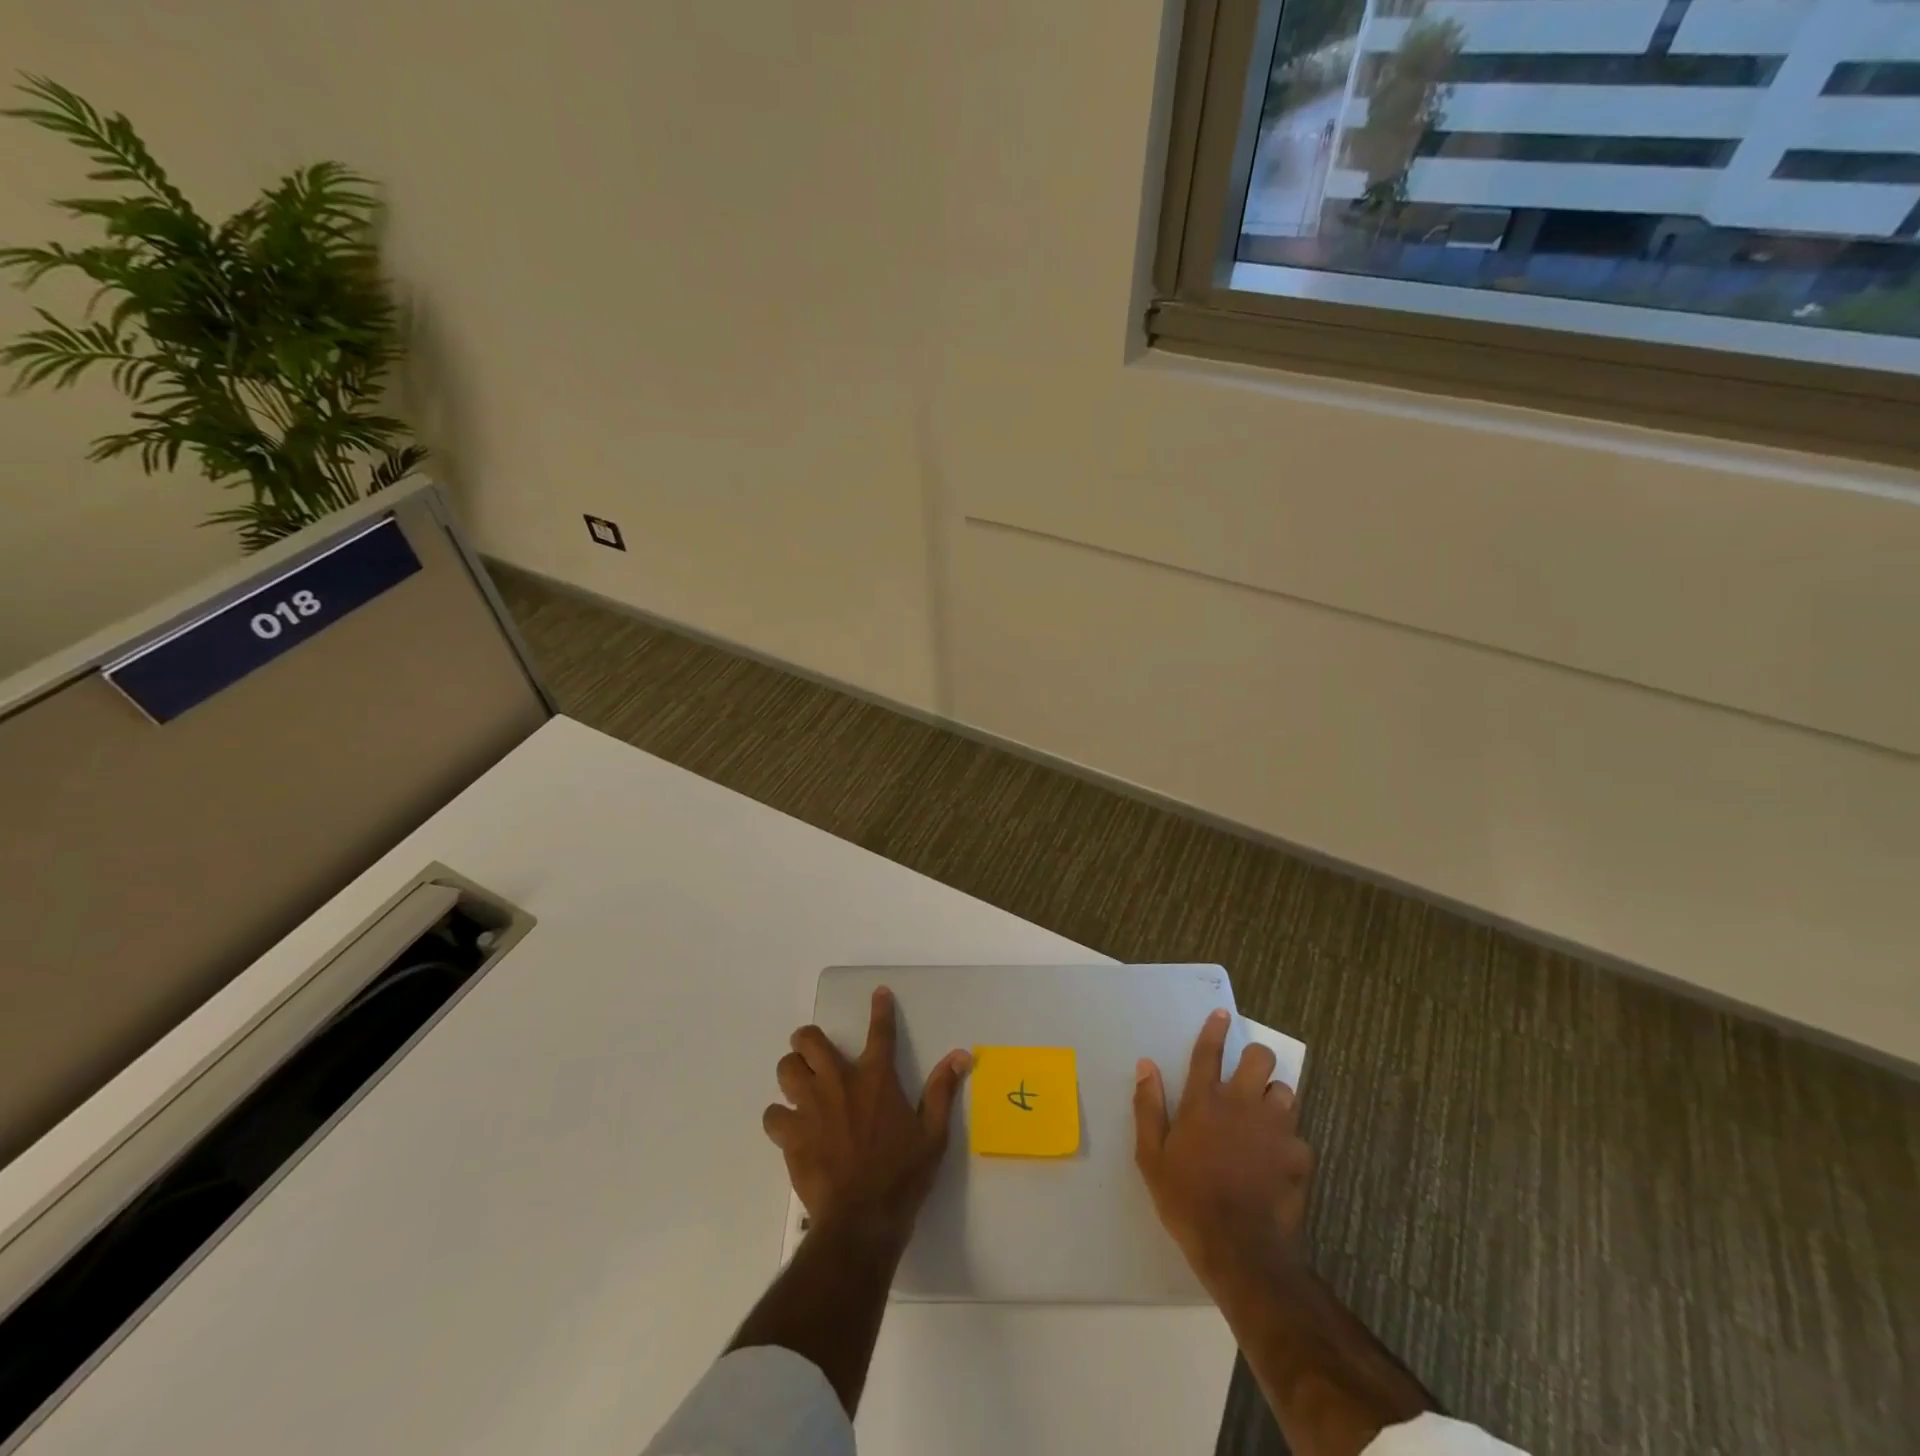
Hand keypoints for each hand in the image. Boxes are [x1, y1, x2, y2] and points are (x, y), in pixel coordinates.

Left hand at [763, 987, 971, 1246]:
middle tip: (814, 1052)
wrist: (861, 1220)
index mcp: (876, 1078)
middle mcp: (839, 1082)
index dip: (880, 1008)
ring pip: (786, 1069)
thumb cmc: (902, 1176)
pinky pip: (773, 1114)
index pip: (880, 1032)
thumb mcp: (933, 1134)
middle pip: (809, 1040)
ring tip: (799, 1086)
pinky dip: (780, 1118)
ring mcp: (811, 1107)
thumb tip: (961, 1055)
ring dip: (792, 1073)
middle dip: (808, 1040)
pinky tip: (790, 1128)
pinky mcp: (791, 1134)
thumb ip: (942, 1091)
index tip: (878, 992)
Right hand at [1134, 1009, 1313, 1290]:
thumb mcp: (1152, 1156)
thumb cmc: (1186, 1199)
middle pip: (1259, 1058)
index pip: (1209, 1052)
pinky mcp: (1299, 1155)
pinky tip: (1279, 1162)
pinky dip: (1289, 1143)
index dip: (1215, 1029)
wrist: (1238, 1248)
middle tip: (1249, 1077)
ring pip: (1285, 1091)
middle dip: (1256, 1059)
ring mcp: (1274, 1128)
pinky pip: (1298, 1136)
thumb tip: (1145, 1065)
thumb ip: (1148, 1107)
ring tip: (1266, 1119)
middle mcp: (1241, 1104)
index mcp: (1203, 1101)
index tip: (1223, 1014)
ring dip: (1275, 1099)